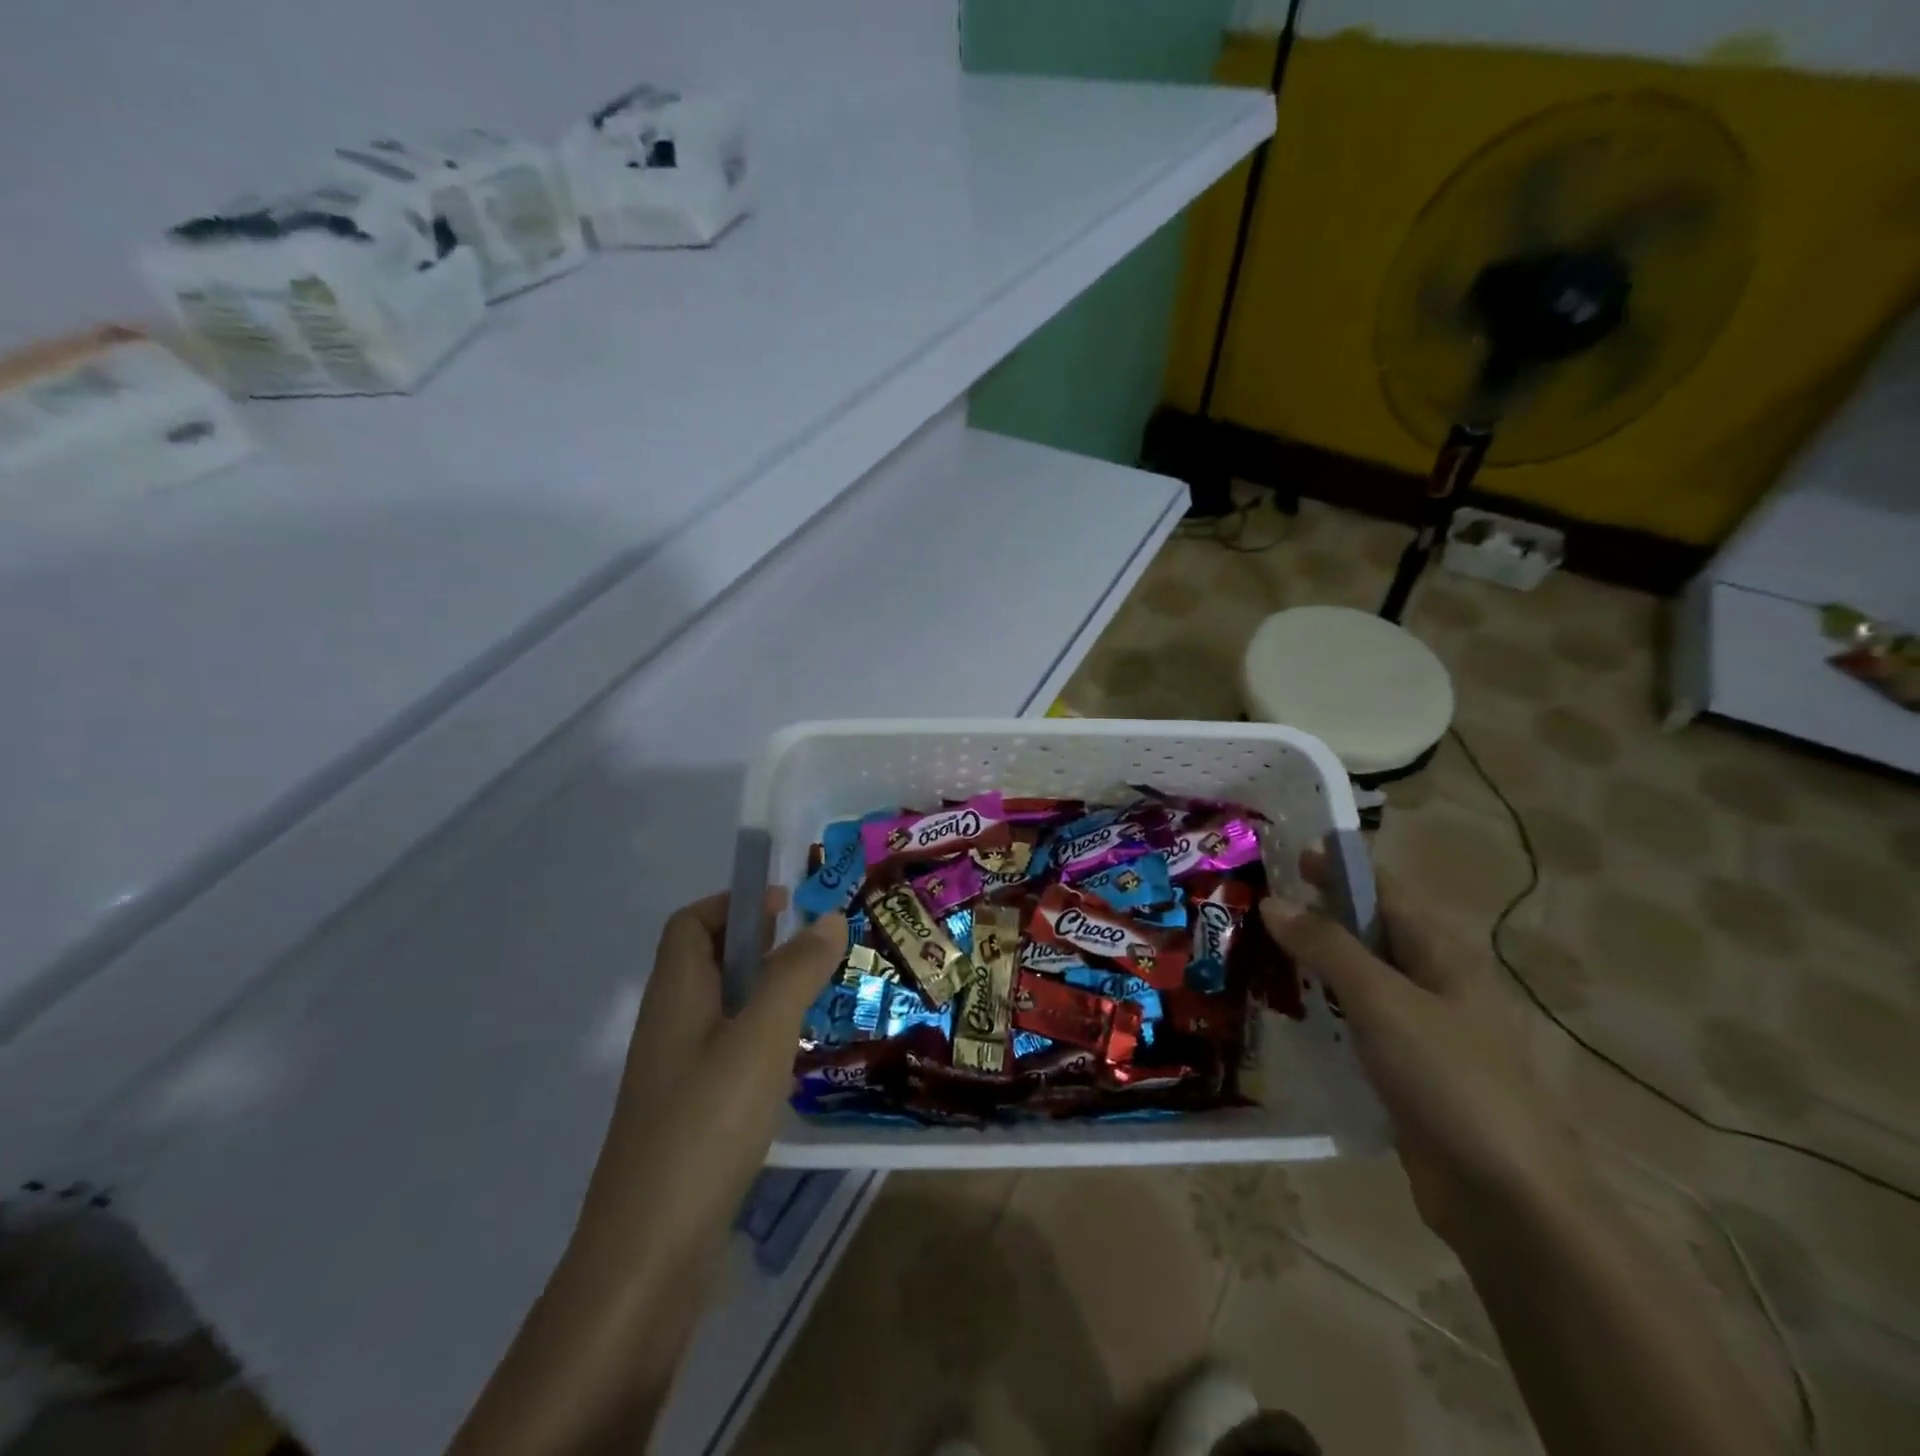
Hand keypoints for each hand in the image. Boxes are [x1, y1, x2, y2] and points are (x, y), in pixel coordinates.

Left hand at [578, 888, 847, 1279]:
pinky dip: (759, 1040)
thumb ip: (796, 972)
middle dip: (759, 945)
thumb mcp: (761, 1037)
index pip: (690, 923)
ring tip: (816, 1001)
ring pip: (721, 1009)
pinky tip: (791, 1064)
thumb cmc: (706, 1125)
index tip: (788, 907)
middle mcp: (669, 1025)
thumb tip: (829, 916)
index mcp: (675, 994)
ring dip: (764, 993)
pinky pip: (726, 1052)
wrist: (648, 1257)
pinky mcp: (689, 1116)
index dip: (734, 903)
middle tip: (815, 953)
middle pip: (707, 962)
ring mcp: (675, 1074)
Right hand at [1260, 850, 1587, 1250]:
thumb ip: (1327, 948)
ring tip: (1253, 950)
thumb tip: (1274, 901)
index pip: (1382, 889)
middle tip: (1251, 904)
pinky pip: (1356, 1020)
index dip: (1336, 867)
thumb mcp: (1383, 1003)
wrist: (1507, 1199)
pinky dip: (1322, 1007)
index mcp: (1442, 952)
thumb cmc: (1451, 1081)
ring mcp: (1421, 1027)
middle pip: (1368, 930)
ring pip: (1358, 977)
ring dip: (1313, 961)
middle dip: (1315, 913)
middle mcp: (1434, 980)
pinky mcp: (1405, 1067)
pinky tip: (1285, 1011)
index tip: (1280, 854)